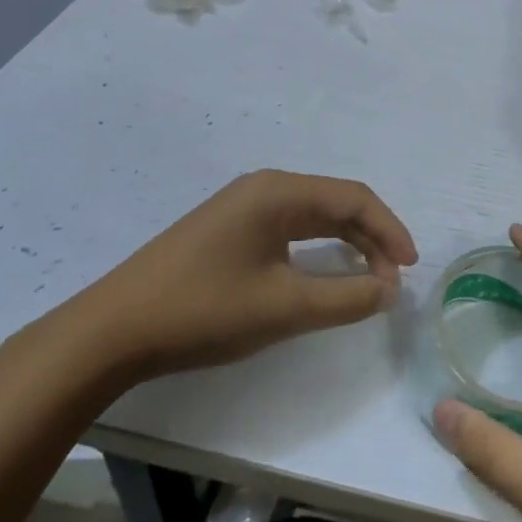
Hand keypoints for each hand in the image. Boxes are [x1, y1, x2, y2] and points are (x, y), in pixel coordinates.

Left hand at [49, 169, 416, 383]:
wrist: (110, 332)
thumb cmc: (203, 310)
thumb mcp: (283, 307)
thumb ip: (346, 298)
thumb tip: (390, 289)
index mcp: (279, 192)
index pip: (354, 198)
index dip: (390, 229)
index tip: (411, 268)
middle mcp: (264, 189)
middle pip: (335, 203)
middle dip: (372, 237)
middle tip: (393, 279)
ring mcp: (242, 208)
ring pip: (313, 217)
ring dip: (347, 244)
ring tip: (370, 279)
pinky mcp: (227, 231)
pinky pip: (289, 230)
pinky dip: (318, 251)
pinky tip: (324, 274)